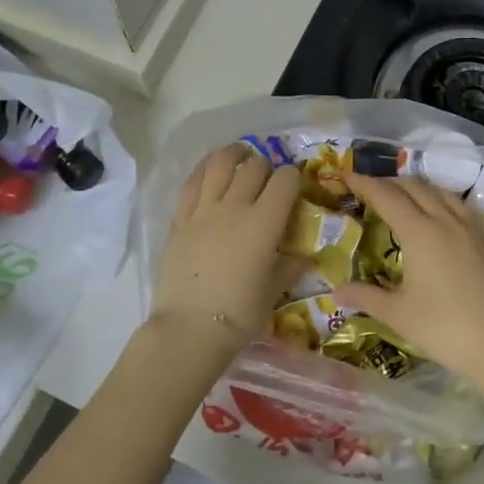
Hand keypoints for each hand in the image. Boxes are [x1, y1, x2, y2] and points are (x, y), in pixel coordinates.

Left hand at [151, 144, 297, 362]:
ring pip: (219, 164)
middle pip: (253, 167)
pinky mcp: (179, 219)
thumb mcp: (273, 290)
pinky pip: (192, 183)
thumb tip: (304, 257)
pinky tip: (209, 169)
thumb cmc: (240, 313)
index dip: (293, 177)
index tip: (294, 184)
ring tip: (239, 155)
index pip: (284, 181)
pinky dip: (204, 170)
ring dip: (233, 154)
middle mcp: (235, 206)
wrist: (190, 328)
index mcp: (265, 222)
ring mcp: (203, 210)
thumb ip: (289, 267)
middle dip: (265, 166)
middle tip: (267, 177)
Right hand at [337, 172, 483, 385]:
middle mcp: (445, 220)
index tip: (346, 176)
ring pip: (440, 191)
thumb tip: (336, 292)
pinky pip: (461, 205)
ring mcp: (470, 228)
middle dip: (389, 182)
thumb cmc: (443, 328)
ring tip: (402, 196)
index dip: (364, 183)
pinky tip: (440, 213)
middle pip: (414, 187)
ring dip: (417, 187)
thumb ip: (366, 296)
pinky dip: (442, 199)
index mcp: (419, 233)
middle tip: (369, 189)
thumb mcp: (397, 314)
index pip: (386, 196)